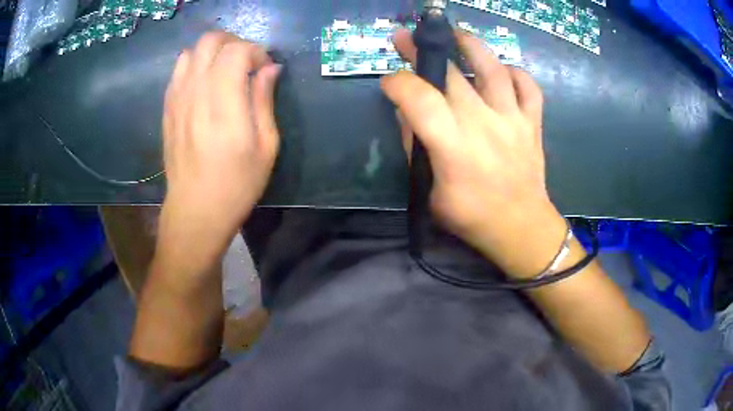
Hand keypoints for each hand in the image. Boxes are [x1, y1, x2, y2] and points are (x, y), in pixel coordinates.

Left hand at [158, 32, 280, 271]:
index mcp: (224, 105)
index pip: (236, 51)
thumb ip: (265, 101)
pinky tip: (205, 85)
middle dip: (234, 43)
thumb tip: (271, 68)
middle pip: (210, 41)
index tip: (265, 70)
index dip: (256, 52)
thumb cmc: (237, 185)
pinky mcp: (167, 109)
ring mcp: (177, 100)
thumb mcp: (266, 147)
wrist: (195, 211)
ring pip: (191, 51)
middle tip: (246, 63)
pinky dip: (195, 66)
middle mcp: (196, 94)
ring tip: (225, 71)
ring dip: (212, 53)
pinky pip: (178, 71)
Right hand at [383, 29, 566, 276]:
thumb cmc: (473, 217)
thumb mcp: (431, 194)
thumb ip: (417, 150)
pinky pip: (529, 88)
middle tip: (406, 38)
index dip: (399, 84)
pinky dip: (516, 73)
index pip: (420, 100)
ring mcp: (513, 120)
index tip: (389, 81)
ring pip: (493, 70)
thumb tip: (407, 115)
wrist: (521, 228)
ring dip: (471, 46)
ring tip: (455, 34)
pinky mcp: (532, 123)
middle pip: (451, 76)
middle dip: (422, 52)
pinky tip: (502, 70)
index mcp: (454, 148)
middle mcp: (484, 125)